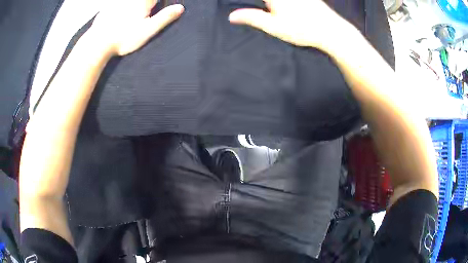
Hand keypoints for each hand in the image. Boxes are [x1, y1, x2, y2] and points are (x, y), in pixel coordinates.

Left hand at [91, 0, 184, 55]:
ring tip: (132, 22)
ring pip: (131, 2)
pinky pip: (117, 3)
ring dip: (136, 7)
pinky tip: (119, 18)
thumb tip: (180, 8)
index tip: (156, 9)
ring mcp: (118, 1)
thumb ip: (165, 17)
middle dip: (149, 4)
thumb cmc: (123, 38)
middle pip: (146, 0)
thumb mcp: (148, 30)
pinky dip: (121, 7)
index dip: (159, 3)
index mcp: (144, 0)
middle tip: (145, 16)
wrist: (98, 43)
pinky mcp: (108, 5)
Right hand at [229, 0, 345, 49]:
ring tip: (271, 11)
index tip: (249, 7)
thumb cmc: (302, 29)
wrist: (331, 30)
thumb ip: (252, 18)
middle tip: (267, 14)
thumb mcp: (274, 26)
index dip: (245, 1)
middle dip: (264, 4)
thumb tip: (231, 16)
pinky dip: (278, 3)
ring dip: (270, 4)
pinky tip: (280, 9)